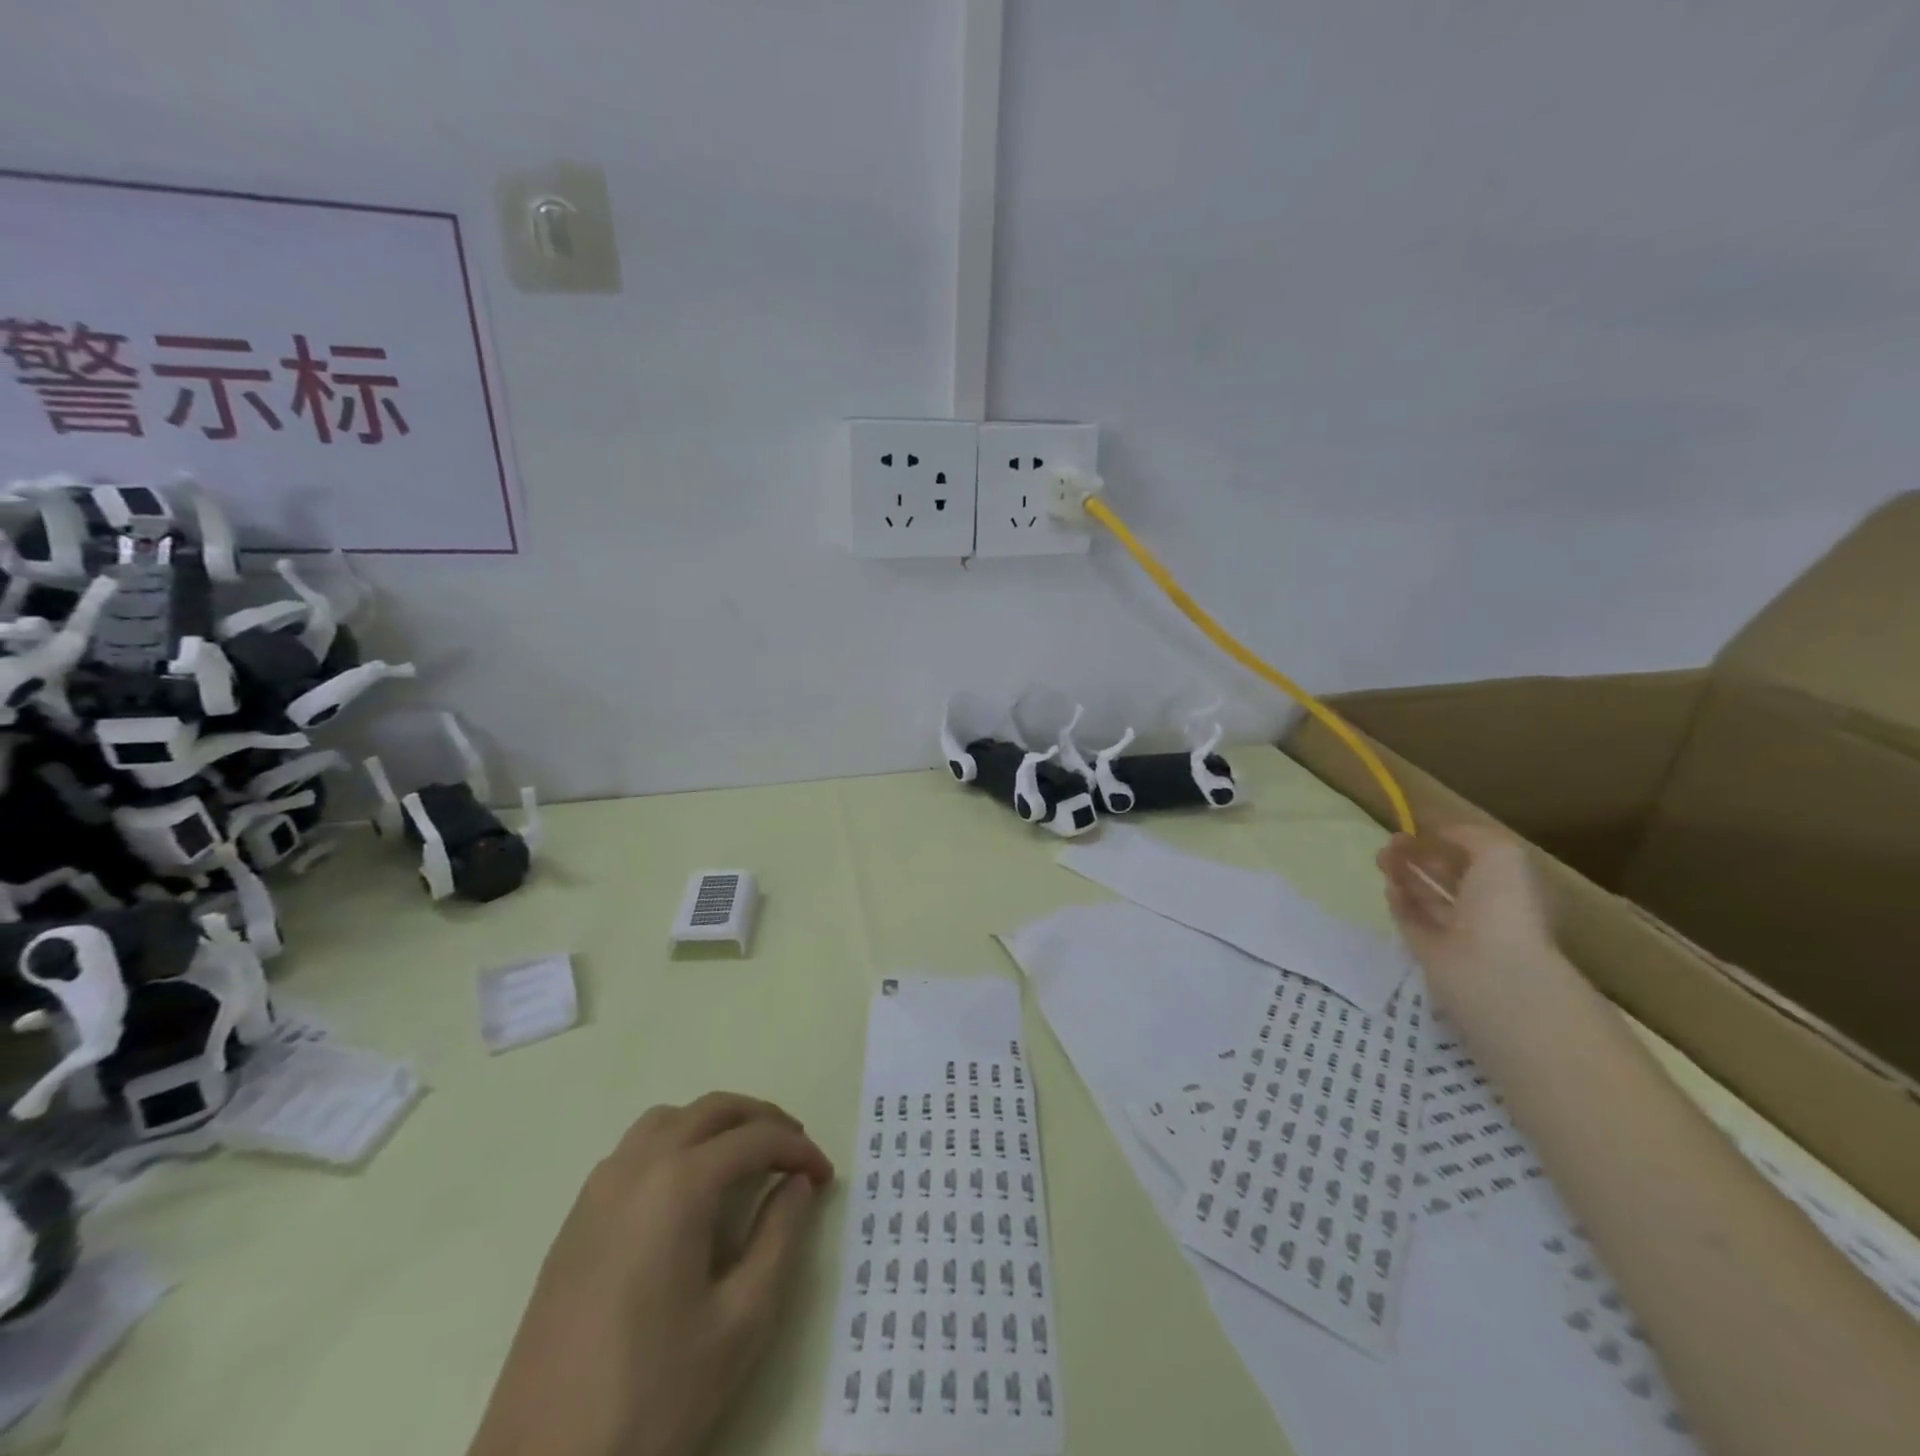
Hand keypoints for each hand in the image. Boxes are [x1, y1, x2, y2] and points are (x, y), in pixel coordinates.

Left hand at [469, 1093, 834, 1455]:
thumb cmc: (654, 1396)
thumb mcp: (742, 1321)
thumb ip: (780, 1237)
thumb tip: (797, 1184)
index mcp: (679, 1184)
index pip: (755, 1139)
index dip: (798, 1149)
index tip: (825, 1176)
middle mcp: (637, 1167)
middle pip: (711, 1111)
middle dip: (761, 1120)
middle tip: (794, 1152)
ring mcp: (598, 1191)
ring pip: (668, 1121)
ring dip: (714, 1125)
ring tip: (745, 1159)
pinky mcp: (575, 1221)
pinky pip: (634, 1151)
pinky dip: (675, 1145)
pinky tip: (687, 1193)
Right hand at [1377, 825, 1555, 1000]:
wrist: (1490, 968)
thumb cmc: (1503, 905)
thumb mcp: (1500, 853)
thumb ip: (1469, 835)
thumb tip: (1439, 832)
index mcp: (1509, 888)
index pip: (1476, 860)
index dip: (1448, 842)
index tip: (1418, 828)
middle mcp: (1485, 910)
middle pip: (1447, 878)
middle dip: (1419, 857)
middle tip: (1390, 841)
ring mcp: (1456, 933)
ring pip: (1425, 897)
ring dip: (1403, 875)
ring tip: (1380, 857)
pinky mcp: (1429, 951)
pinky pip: (1411, 921)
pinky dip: (1399, 902)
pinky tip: (1387, 886)